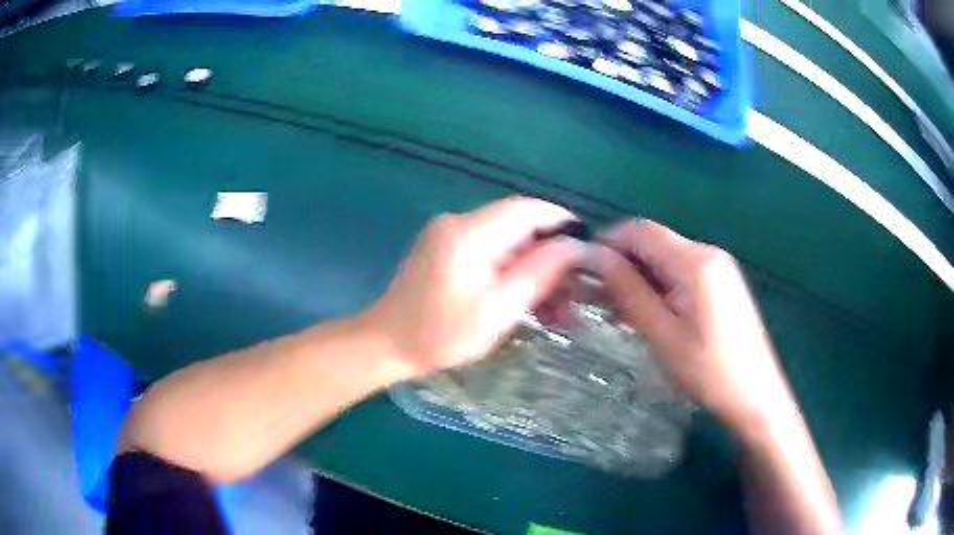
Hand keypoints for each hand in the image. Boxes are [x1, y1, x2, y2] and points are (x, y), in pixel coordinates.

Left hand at [364, 197, 584, 376]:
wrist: (387, 345)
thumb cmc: (441, 333)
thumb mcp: (499, 308)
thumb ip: (539, 272)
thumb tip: (575, 247)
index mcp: (469, 232)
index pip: (526, 210)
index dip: (561, 222)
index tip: (588, 247)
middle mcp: (458, 223)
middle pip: (519, 227)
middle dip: (551, 257)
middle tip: (575, 292)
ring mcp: (450, 236)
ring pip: (508, 243)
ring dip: (535, 270)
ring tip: (557, 309)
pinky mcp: (447, 251)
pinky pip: (491, 253)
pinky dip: (513, 273)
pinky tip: (529, 301)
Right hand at [593, 219, 795, 433]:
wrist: (754, 395)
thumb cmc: (708, 370)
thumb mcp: (662, 333)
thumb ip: (629, 291)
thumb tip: (596, 258)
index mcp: (695, 261)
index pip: (640, 231)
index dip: (607, 243)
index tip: (581, 269)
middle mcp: (707, 254)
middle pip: (653, 244)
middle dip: (621, 264)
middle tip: (593, 296)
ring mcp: (717, 268)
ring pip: (664, 260)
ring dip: (637, 278)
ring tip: (613, 310)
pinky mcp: (720, 285)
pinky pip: (680, 275)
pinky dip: (657, 288)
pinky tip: (644, 313)